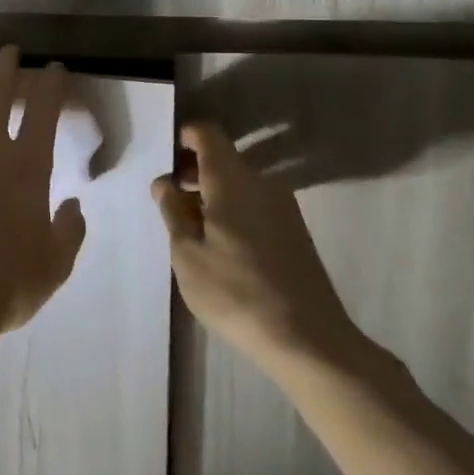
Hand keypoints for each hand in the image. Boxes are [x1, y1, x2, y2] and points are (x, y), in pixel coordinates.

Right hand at [151, 122, 359, 369]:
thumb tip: (166, 183)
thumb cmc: (235, 291)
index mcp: (231, 180)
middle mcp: (261, 183)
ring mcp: (283, 207)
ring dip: (211, 192)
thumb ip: (172, 211)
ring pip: (238, 182)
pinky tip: (218, 244)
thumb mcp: (186, 253)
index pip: (207, 134)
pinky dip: (231, 209)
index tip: (165, 160)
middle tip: (167, 198)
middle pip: (223, 158)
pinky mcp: (294, 232)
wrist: (308, 340)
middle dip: (192, 170)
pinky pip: (254, 203)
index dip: (183, 138)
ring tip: (188, 226)